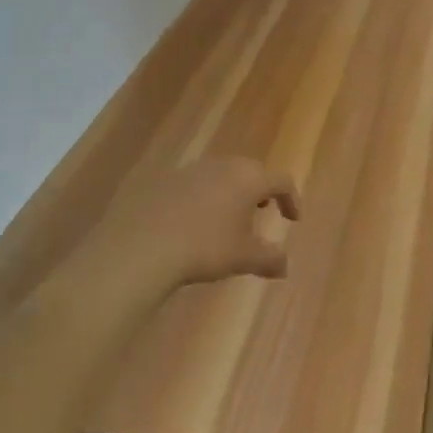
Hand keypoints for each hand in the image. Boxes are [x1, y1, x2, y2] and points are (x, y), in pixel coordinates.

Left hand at [87, 156, 299, 294]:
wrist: (140, 246)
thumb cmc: (204, 248)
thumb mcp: (243, 258)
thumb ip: (269, 259)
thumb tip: (285, 266)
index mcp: (248, 179)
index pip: (281, 181)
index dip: (291, 199)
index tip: (292, 219)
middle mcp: (222, 166)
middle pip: (249, 171)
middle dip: (259, 191)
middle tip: (260, 212)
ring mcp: (189, 170)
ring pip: (218, 175)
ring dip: (228, 193)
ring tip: (225, 219)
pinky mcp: (161, 180)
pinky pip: (190, 185)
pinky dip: (199, 199)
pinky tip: (190, 223)